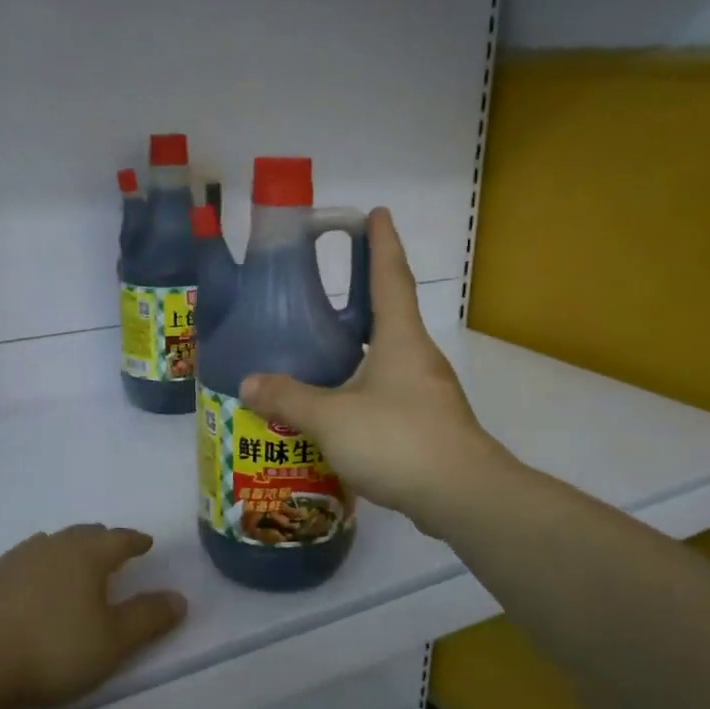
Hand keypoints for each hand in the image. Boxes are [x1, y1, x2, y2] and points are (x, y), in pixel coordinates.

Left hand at [0, 525, 186, 708]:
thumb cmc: (51, 649)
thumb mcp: (112, 642)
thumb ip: (147, 618)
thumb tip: (179, 598)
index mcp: (84, 556)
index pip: (118, 539)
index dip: (134, 541)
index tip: (145, 542)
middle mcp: (47, 549)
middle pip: (79, 536)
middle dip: (97, 540)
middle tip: (109, 548)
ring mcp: (7, 564)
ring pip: (38, 548)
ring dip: (53, 553)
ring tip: (60, 560)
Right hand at [241, 208, 506, 535]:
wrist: (462, 495)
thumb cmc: (397, 439)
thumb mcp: (331, 417)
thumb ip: (288, 398)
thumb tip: (248, 383)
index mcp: (400, 339)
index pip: (390, 277)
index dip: (382, 243)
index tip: (378, 213)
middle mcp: (418, 357)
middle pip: (391, 315)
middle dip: (365, 296)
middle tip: (328, 290)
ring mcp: (428, 392)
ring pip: (389, 359)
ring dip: (362, 349)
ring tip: (324, 352)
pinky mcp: (429, 424)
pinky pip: (390, 393)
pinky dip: (365, 389)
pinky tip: (341, 408)